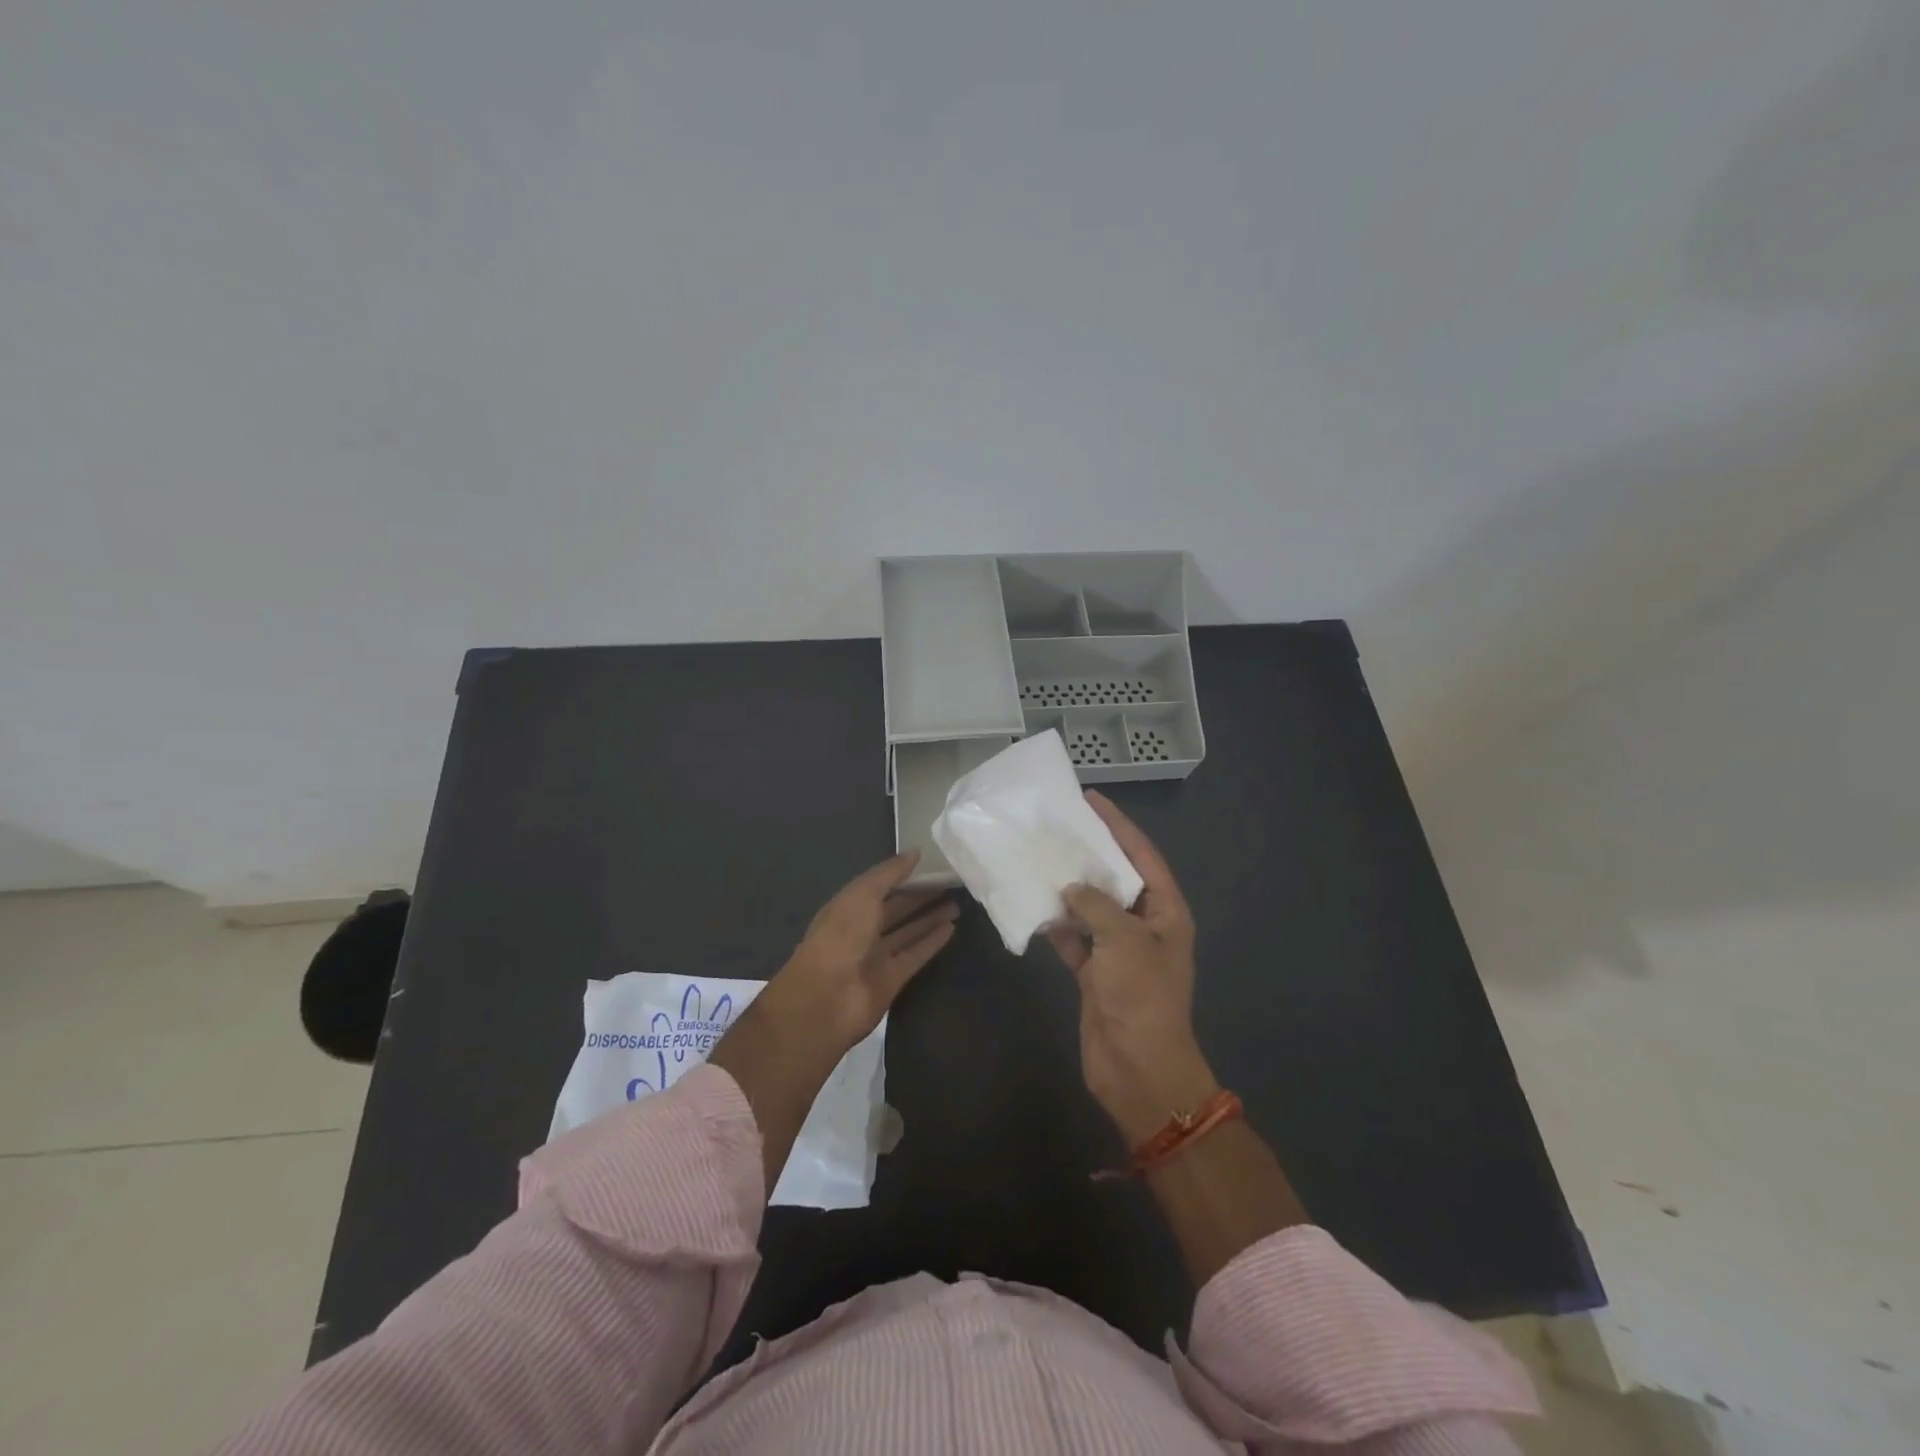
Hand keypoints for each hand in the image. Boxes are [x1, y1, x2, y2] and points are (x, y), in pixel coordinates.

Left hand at [766, 849, 958, 1053]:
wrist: (826, 998)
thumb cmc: (841, 936)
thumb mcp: (862, 894)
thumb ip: (889, 873)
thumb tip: (916, 852)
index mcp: (848, 907)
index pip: (879, 887)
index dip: (903, 876)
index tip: (931, 865)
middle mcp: (861, 930)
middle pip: (895, 910)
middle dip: (920, 897)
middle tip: (950, 884)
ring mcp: (876, 956)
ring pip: (907, 932)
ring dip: (929, 918)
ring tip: (956, 904)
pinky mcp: (892, 979)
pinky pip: (915, 955)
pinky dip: (932, 943)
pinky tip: (951, 929)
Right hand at [1047, 793, 1218, 1144]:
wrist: (1139, 1069)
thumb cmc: (1142, 997)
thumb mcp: (1125, 940)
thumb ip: (1096, 905)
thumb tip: (1071, 890)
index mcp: (1166, 912)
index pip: (1142, 856)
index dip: (1119, 826)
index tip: (1092, 799)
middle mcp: (1145, 926)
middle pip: (1116, 879)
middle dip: (1090, 854)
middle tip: (1059, 826)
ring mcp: (1119, 950)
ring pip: (1091, 907)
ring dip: (1068, 889)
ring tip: (1040, 858)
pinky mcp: (1095, 973)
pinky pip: (1074, 938)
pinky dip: (1056, 925)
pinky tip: (1033, 906)